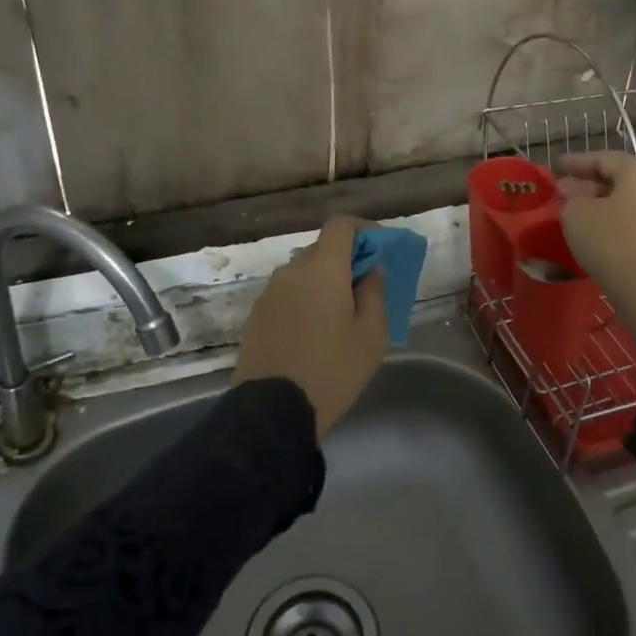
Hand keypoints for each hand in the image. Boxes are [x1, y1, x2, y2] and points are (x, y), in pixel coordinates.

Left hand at [233, 215, 387, 438]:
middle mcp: (291, 271)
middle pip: (321, 249)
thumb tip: (371, 270)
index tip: (379, 247)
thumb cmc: (332, 369)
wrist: (273, 410)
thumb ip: (374, 293)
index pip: (340, 225)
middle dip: (345, 259)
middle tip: (364, 287)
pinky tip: (313, 332)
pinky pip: (286, 295)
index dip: (363, 229)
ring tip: (338, 315)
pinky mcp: (256, 316)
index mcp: (322, 269)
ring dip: (322, 282)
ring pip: (302, 273)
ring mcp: (269, 293)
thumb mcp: (371, 335)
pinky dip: (303, 300)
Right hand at [554, 152, 635, 353]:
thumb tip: (576, 196)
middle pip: (618, 178)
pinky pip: (635, 219)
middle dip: (587, 183)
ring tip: (574, 212)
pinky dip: (613, 219)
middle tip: (561, 191)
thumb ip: (571, 198)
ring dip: (599, 203)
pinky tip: (595, 231)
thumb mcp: (577, 215)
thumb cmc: (612, 243)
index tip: (555, 166)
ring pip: (627, 200)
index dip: (575, 162)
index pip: (602, 158)